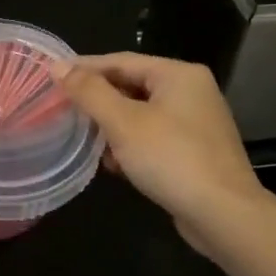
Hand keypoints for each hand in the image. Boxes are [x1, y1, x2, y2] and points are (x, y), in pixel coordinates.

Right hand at [54, 53, 271, 253]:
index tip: (52, 77)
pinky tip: (112, 164)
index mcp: (178, 74)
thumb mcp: (123, 122)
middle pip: (133, 86)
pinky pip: (154, 138)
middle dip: (98, 100)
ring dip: (112, 126)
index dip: (84, 68)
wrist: (223, 214)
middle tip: (63, 109)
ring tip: (82, 138)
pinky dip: (131, 145)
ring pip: (142, 114)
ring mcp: (196, 123)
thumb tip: (58, 65)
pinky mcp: (196, 152)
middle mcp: (192, 92)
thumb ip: (89, 92)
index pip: (121, 61)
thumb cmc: (171, 159)